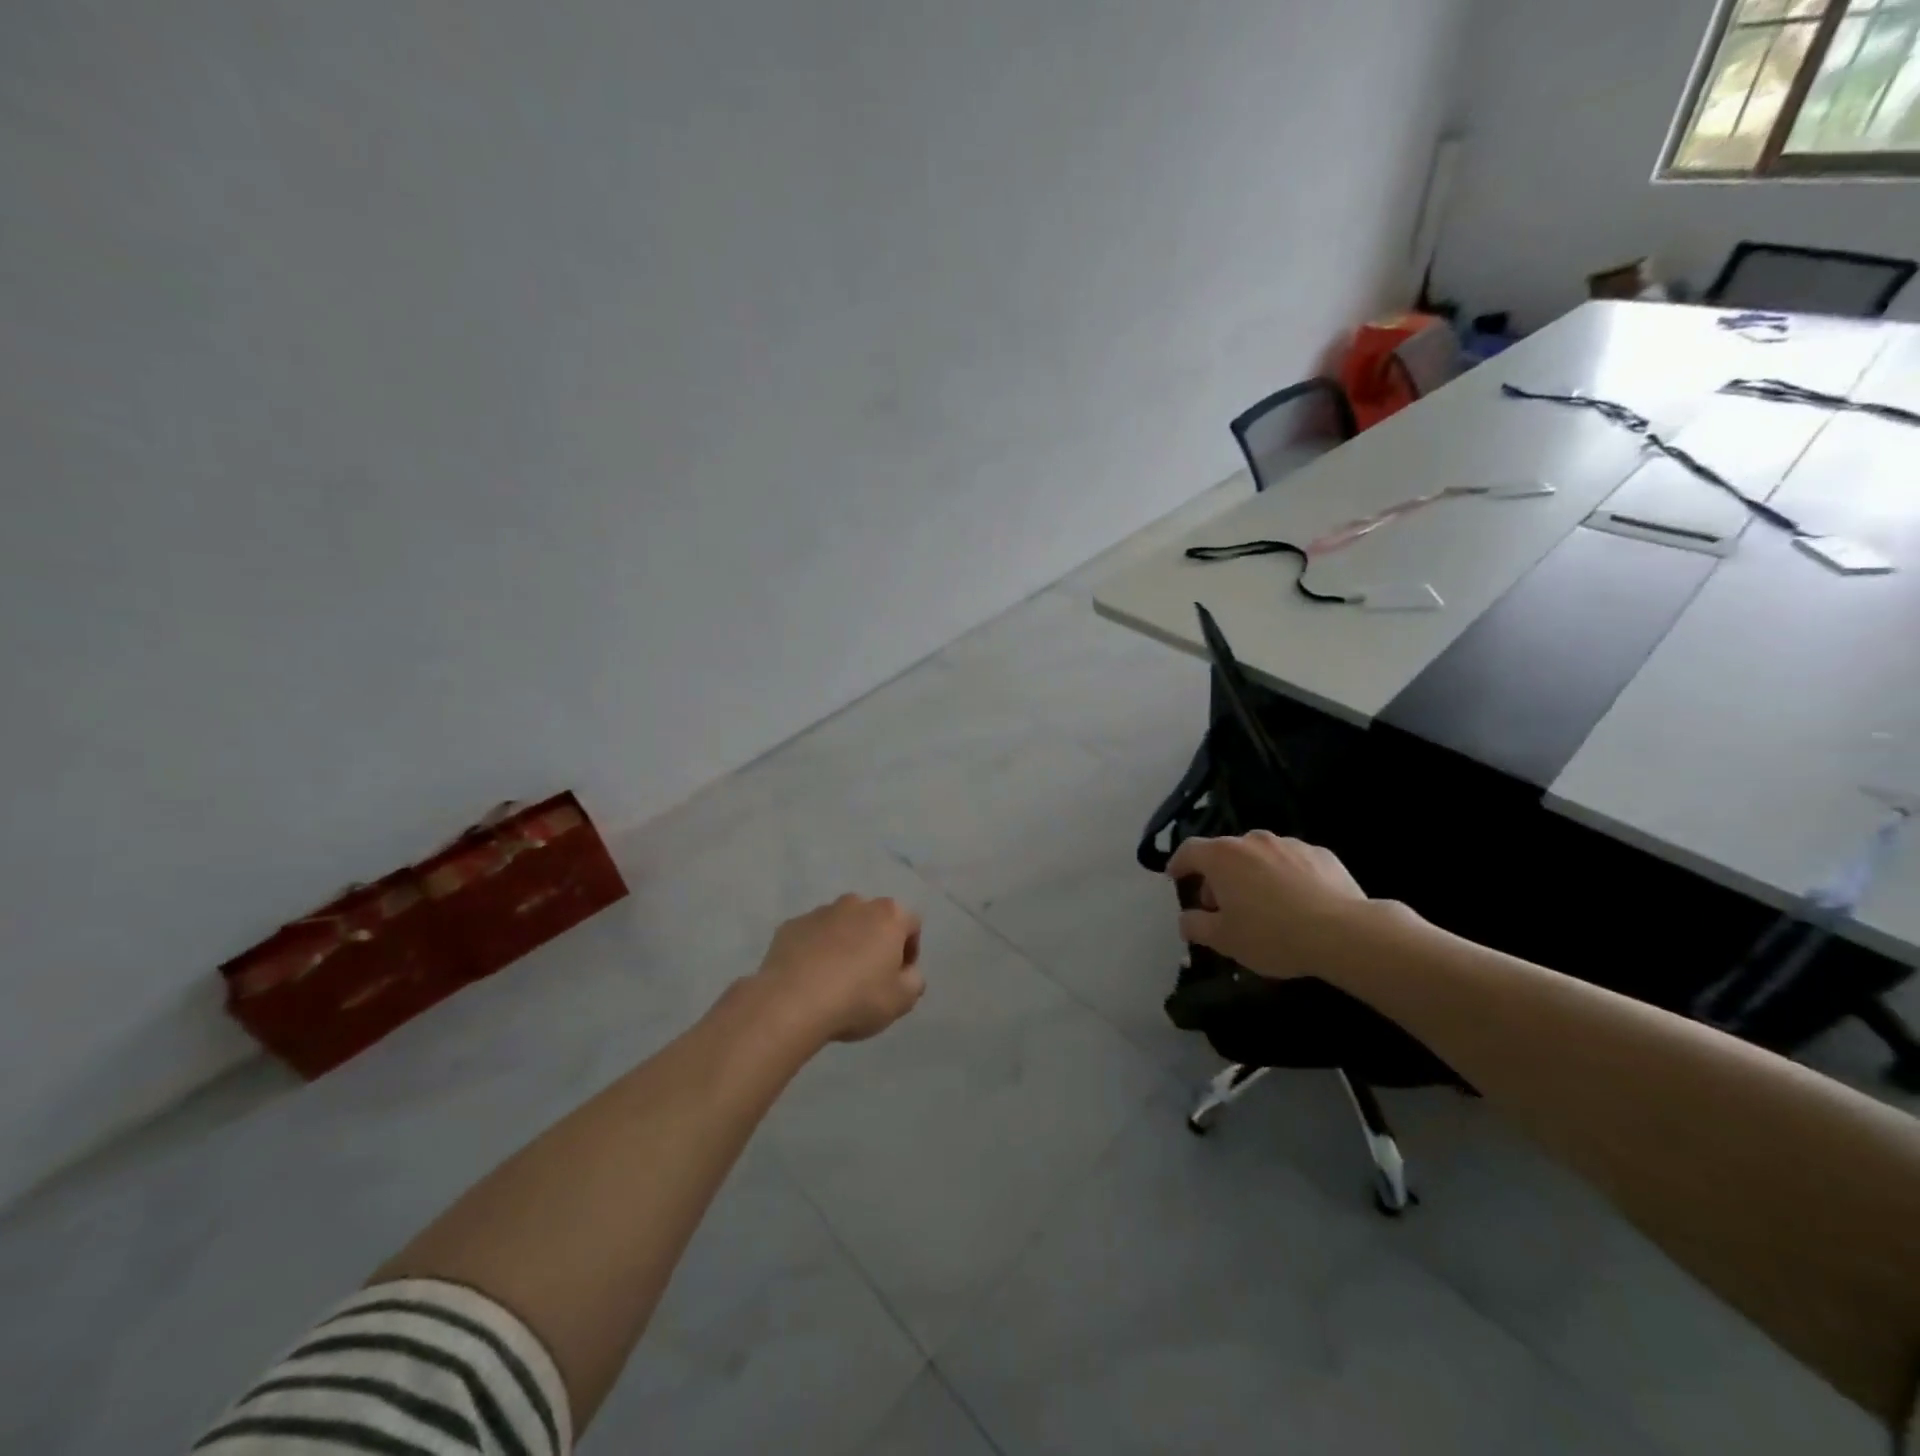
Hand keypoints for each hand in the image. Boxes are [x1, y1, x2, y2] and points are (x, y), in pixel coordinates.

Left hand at [752, 894, 925, 1042]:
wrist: (791, 1003)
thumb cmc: (857, 998)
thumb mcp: (902, 1000)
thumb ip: (914, 980)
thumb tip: (907, 972)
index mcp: (888, 915)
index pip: (911, 924)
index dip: (909, 951)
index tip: (899, 977)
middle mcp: (855, 904)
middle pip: (874, 920)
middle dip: (875, 942)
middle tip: (869, 977)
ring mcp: (820, 912)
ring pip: (841, 925)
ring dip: (844, 944)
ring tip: (835, 978)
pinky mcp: (791, 926)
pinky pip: (811, 936)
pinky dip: (815, 950)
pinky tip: (809, 978)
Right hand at [1166, 832, 1371, 980]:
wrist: (1344, 934)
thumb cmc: (1272, 935)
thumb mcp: (1224, 940)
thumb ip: (1196, 926)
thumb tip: (1186, 919)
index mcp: (1222, 857)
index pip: (1188, 851)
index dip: (1178, 864)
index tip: (1175, 878)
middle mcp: (1252, 841)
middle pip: (1224, 853)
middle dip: (1218, 876)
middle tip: (1222, 906)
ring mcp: (1289, 844)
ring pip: (1259, 856)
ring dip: (1252, 874)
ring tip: (1262, 905)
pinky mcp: (1321, 854)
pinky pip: (1291, 862)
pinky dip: (1285, 876)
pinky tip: (1297, 903)